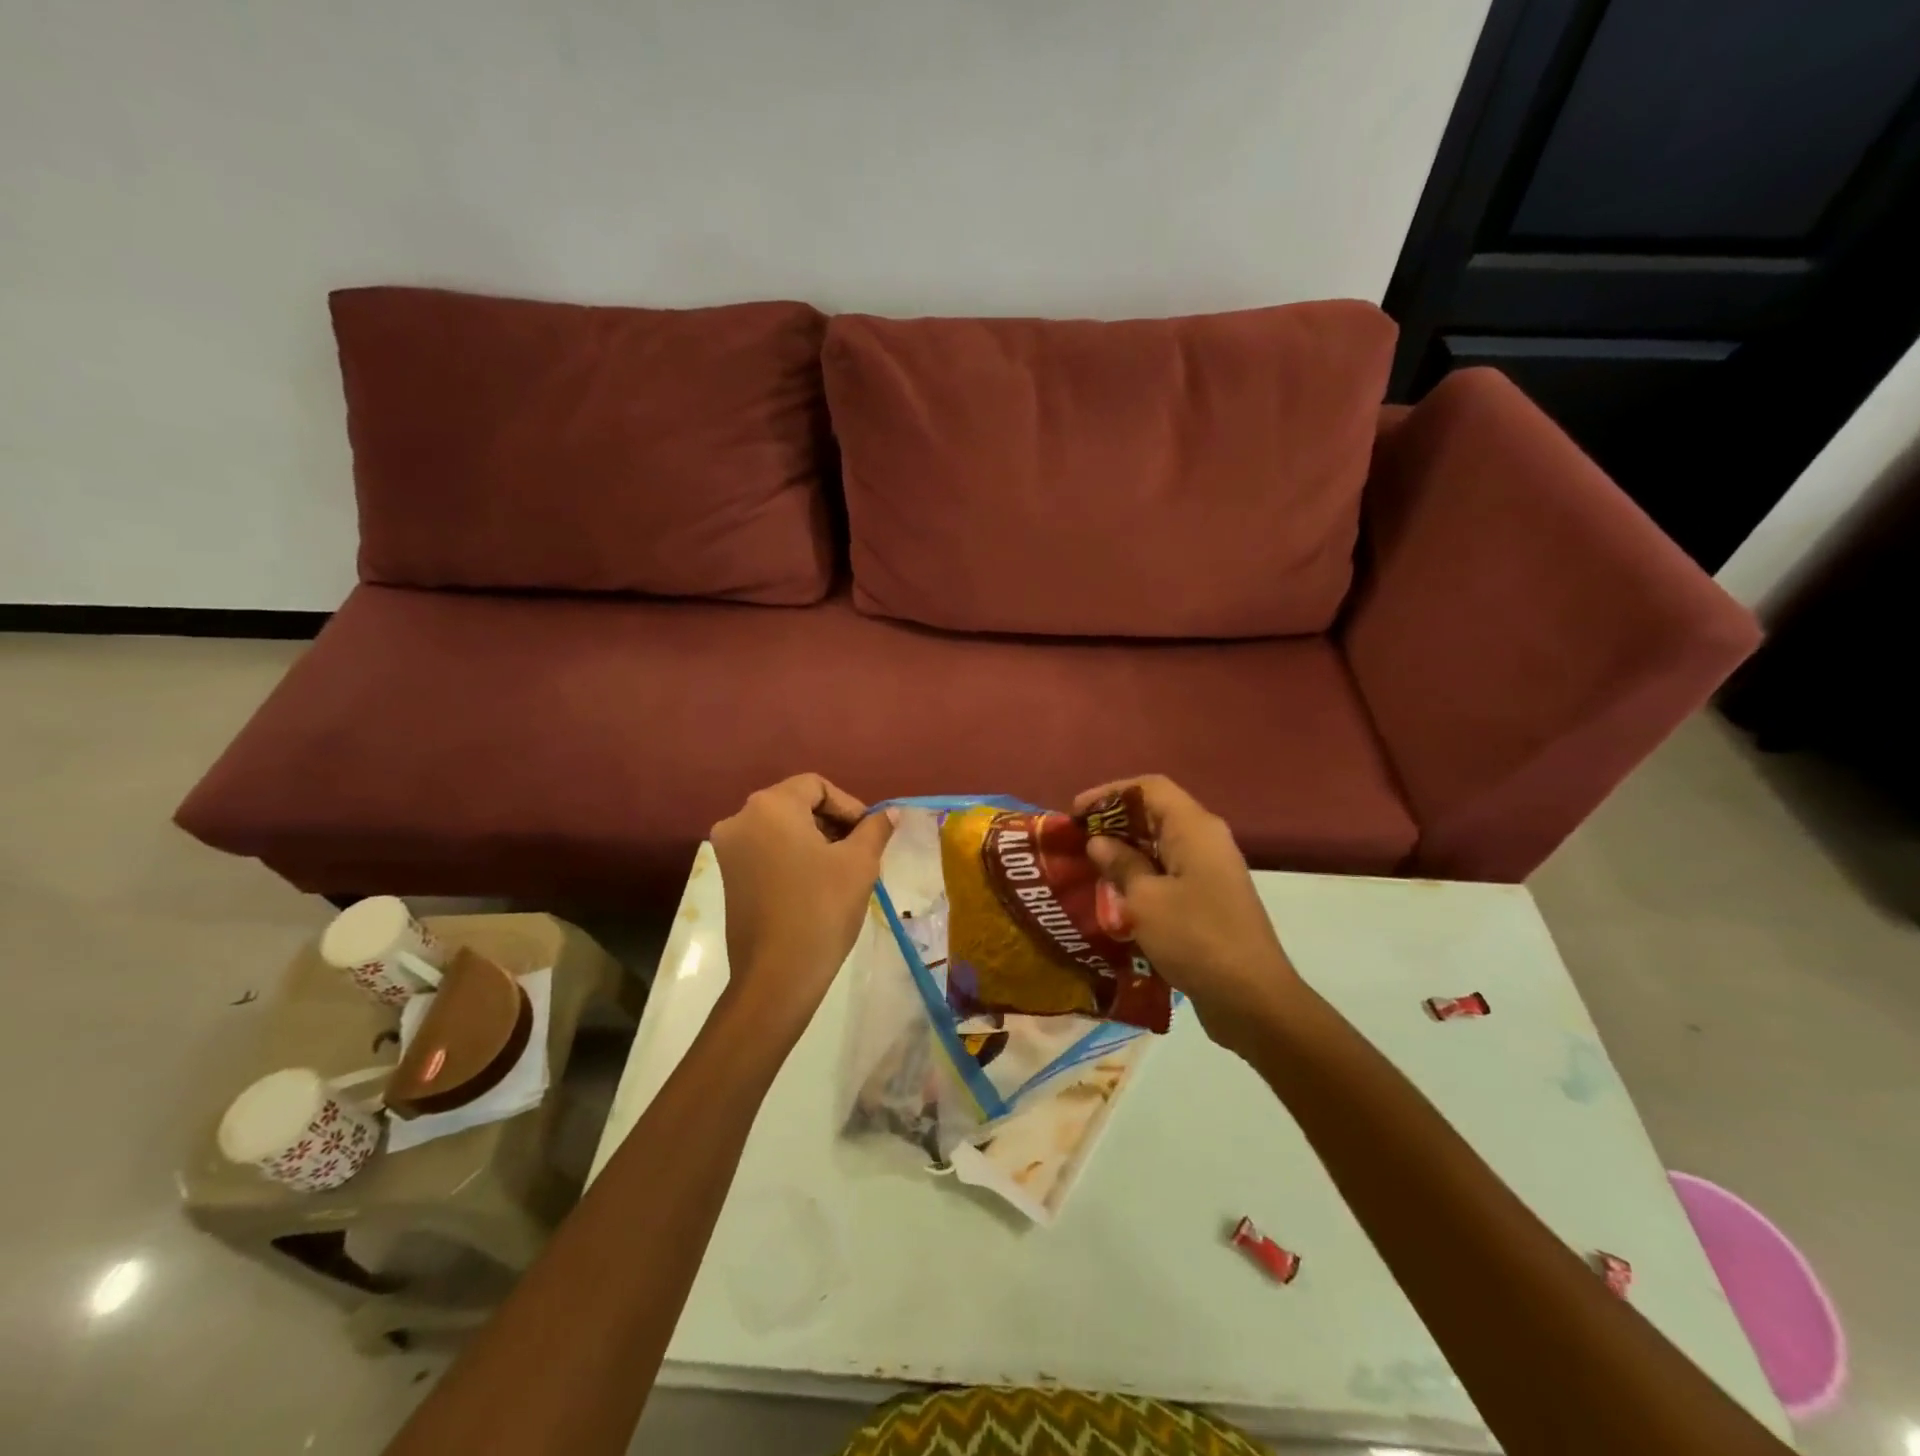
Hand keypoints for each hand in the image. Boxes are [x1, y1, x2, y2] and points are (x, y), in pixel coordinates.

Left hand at [709, 775, 895, 1036]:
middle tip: (861, 850)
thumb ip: (875, 829)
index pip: (816, 786)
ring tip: (843, 869)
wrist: (778, 975)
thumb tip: (889, 812)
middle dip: (833, 822)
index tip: (869, 833)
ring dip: (815, 839)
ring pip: (781, 828)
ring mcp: (729, 850)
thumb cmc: (822, 909)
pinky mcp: (728, 877)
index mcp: (770, 806)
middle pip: (796, 803)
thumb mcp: (860, 863)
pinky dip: (793, 856)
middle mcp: (741, 819)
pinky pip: (767, 850)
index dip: (849, 805)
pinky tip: (817, 883)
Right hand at [1073, 775, 1304, 1052]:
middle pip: (1154, 813)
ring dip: (1124, 852)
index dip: (1109, 793)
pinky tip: (1113, 895)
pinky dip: (1139, 876)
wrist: (1252, 999)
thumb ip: (1120, 864)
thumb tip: (1099, 842)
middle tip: (1075, 842)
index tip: (1075, 814)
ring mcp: (1209, 871)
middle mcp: (1205, 841)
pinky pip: (1167, 872)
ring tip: (1087, 867)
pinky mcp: (1208, 899)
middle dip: (1113, 823)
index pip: (1149, 788)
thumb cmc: (1195, 939)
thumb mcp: (1145, 900)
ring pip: (1159, 845)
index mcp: (1194, 828)